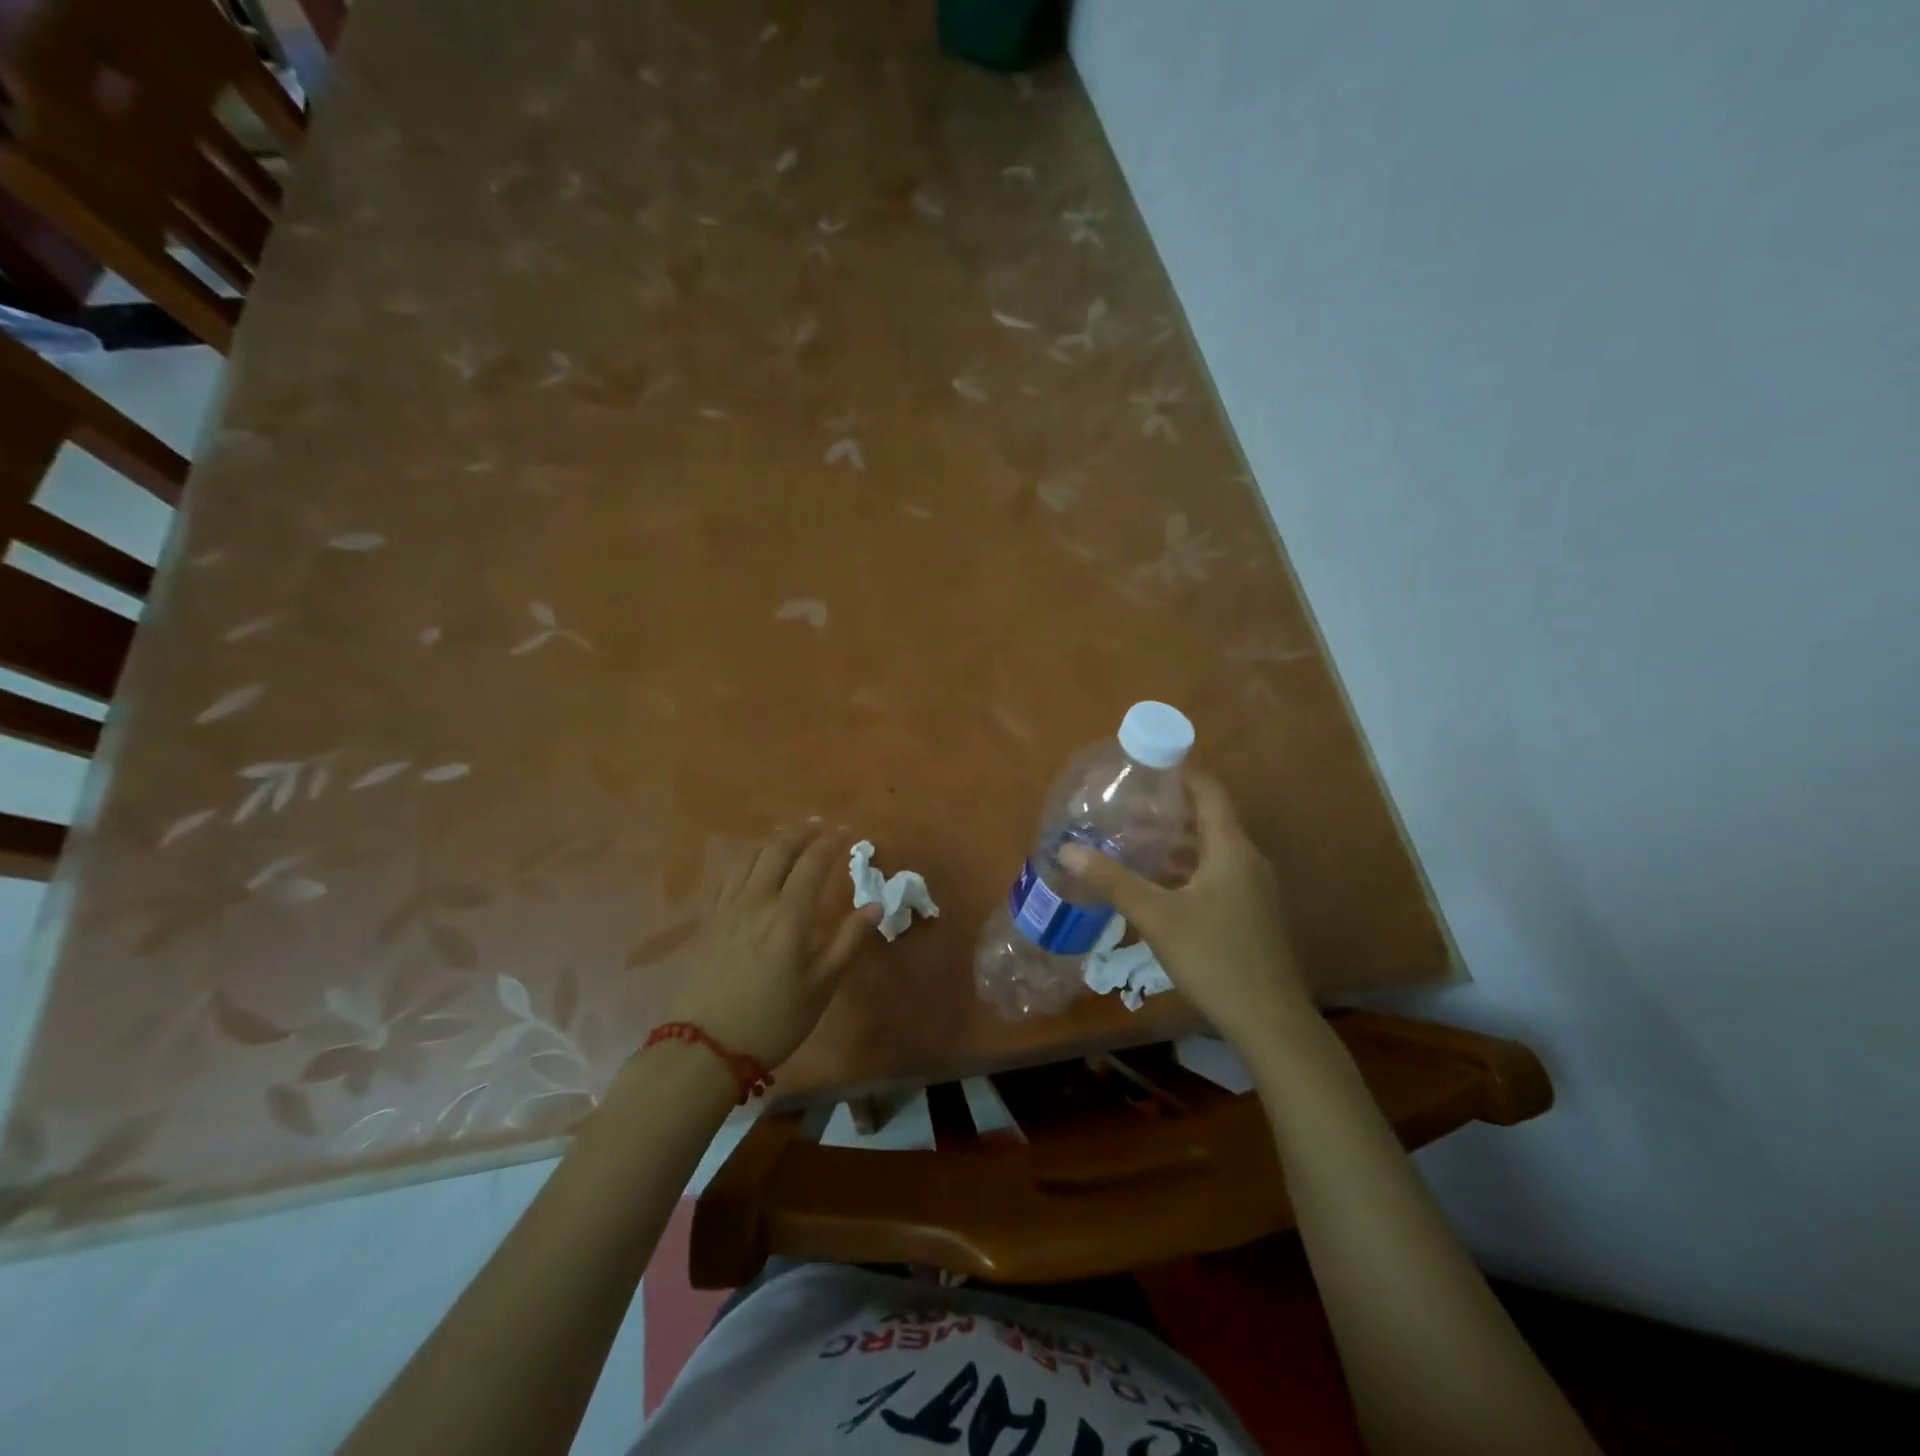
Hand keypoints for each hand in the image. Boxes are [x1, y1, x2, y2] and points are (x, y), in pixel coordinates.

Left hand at [667, 824, 881, 1069]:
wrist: (706, 1048)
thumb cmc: (774, 1018)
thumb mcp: (822, 985)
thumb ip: (848, 940)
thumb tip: (875, 905)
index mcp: (789, 912)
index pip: (813, 861)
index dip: (831, 842)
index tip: (846, 832)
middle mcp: (757, 899)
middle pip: (778, 849)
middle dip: (802, 832)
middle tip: (820, 826)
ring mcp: (727, 908)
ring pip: (750, 858)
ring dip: (773, 842)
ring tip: (788, 838)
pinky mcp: (708, 922)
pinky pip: (728, 877)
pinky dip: (747, 862)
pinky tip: (751, 869)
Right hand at [1060, 771, 1312, 1048]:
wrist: (1270, 1022)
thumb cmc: (1215, 958)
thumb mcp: (1157, 917)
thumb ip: (1112, 881)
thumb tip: (1067, 851)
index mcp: (1231, 848)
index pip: (1208, 790)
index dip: (1180, 770)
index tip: (1144, 762)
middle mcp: (1247, 860)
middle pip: (1207, 818)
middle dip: (1167, 807)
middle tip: (1125, 803)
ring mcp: (1253, 888)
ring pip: (1210, 849)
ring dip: (1175, 841)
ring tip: (1132, 838)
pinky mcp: (1250, 913)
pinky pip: (1215, 873)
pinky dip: (1186, 867)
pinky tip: (1157, 883)